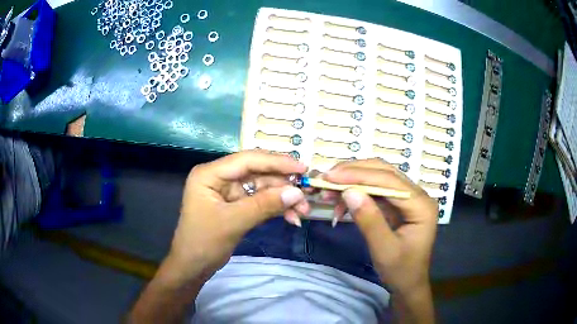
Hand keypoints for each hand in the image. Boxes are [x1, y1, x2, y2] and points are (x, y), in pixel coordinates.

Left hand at [167, 150, 308, 282]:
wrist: (193, 267)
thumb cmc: (204, 242)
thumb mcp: (233, 222)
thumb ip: (264, 205)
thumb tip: (297, 192)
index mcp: (210, 173)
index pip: (247, 160)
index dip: (277, 162)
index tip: (302, 169)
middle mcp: (220, 177)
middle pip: (257, 173)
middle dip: (283, 185)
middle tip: (306, 196)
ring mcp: (229, 191)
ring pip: (262, 188)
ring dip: (282, 199)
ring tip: (302, 212)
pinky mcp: (236, 205)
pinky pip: (260, 201)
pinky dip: (275, 208)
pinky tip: (291, 218)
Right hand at [323, 159, 437, 294]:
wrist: (408, 282)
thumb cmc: (401, 270)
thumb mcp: (384, 250)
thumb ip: (369, 220)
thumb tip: (349, 191)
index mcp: (421, 205)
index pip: (389, 181)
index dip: (359, 175)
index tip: (330, 177)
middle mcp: (417, 195)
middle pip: (384, 172)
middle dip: (353, 173)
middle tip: (326, 178)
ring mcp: (407, 197)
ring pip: (378, 177)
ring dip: (352, 181)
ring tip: (328, 190)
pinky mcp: (397, 204)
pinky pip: (375, 191)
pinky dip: (356, 192)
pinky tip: (340, 201)